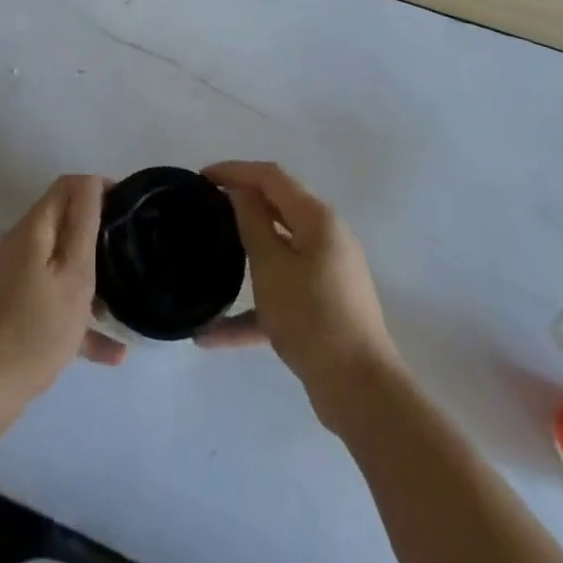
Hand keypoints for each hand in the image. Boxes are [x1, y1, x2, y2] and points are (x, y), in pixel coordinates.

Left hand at [0, 175, 126, 404]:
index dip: (98, 188)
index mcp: (33, 229)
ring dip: (90, 276)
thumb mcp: (74, 273)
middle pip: (64, 221)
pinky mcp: (15, 307)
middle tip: (128, 250)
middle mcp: (20, 245)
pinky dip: (78, 313)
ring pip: (61, 262)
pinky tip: (112, 352)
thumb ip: (84, 224)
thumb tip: (91, 182)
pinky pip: (53, 297)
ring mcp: (15, 277)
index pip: (67, 186)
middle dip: (97, 231)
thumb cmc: (38, 327)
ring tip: (123, 298)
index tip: (127, 209)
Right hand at [198, 161, 402, 431]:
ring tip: (209, 254)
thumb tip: (241, 191)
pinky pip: (281, 295)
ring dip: (244, 255)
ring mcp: (326, 274)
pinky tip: (212, 335)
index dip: (236, 170)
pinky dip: (252, 308)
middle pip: (277, 208)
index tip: (202, 177)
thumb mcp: (271, 266)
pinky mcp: (321, 307)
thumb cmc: (312, 317)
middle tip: (204, 207)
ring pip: (277, 252)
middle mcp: (325, 238)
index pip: (271, 177)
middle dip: (240, 204)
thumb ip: (253, 222)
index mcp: (317, 219)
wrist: (360, 392)